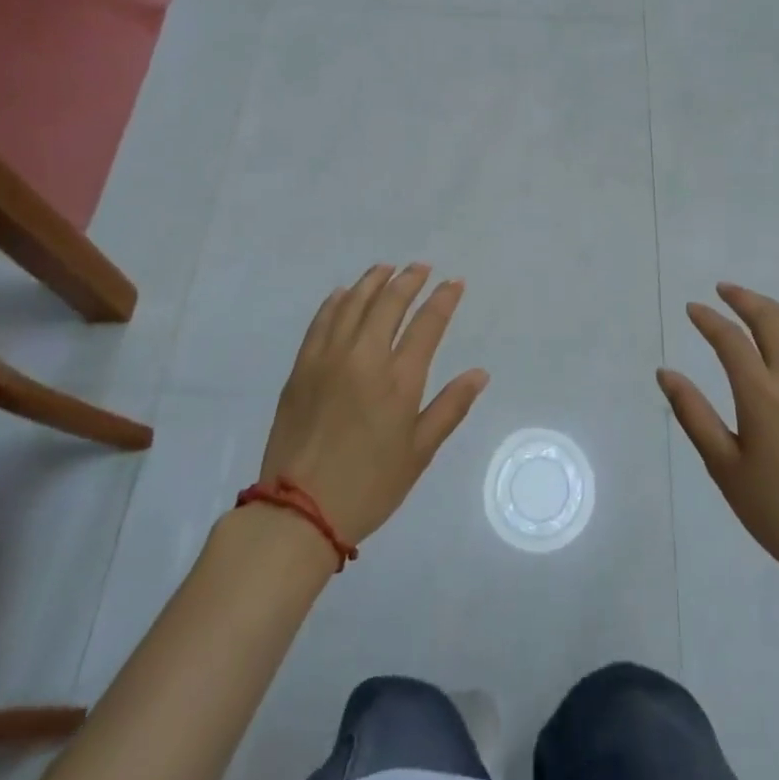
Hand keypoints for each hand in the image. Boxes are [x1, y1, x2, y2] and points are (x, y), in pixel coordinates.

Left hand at [259, 264, 487, 545]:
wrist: (299, 511)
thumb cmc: (369, 485)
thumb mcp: (419, 452)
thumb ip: (450, 407)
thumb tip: (479, 373)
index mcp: (399, 379)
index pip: (427, 323)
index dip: (443, 299)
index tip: (454, 283)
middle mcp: (364, 358)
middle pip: (389, 303)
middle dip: (409, 280)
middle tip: (420, 268)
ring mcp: (328, 359)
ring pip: (353, 304)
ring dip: (372, 282)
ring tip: (385, 269)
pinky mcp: (302, 368)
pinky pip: (321, 321)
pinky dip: (335, 302)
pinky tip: (343, 294)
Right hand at [659, 283, 778, 592]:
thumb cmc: (778, 512)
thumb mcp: (724, 467)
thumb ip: (693, 414)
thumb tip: (665, 373)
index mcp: (763, 395)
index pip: (731, 340)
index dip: (709, 319)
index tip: (692, 308)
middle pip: (772, 321)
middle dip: (745, 299)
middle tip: (724, 289)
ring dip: (774, 311)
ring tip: (753, 306)